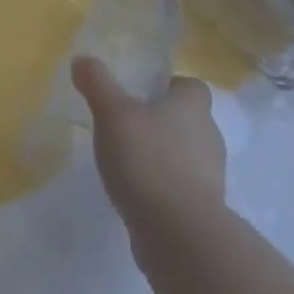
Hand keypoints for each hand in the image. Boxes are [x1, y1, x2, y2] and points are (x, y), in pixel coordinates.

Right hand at [72, 57, 225, 228]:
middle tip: (128, 130)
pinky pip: (183, 189)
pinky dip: (164, 190)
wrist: (179, 234)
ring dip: (163, 159)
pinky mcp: (205, 210)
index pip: (189, 85)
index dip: (167, 88)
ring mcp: (211, 175)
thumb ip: (97, 84)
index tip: (141, 97)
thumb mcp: (113, 114)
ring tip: (129, 166)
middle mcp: (210, 134)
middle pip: (187, 120)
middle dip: (161, 123)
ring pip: (186, 156)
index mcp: (194, 104)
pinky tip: (139, 198)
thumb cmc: (148, 160)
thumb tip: (82, 59)